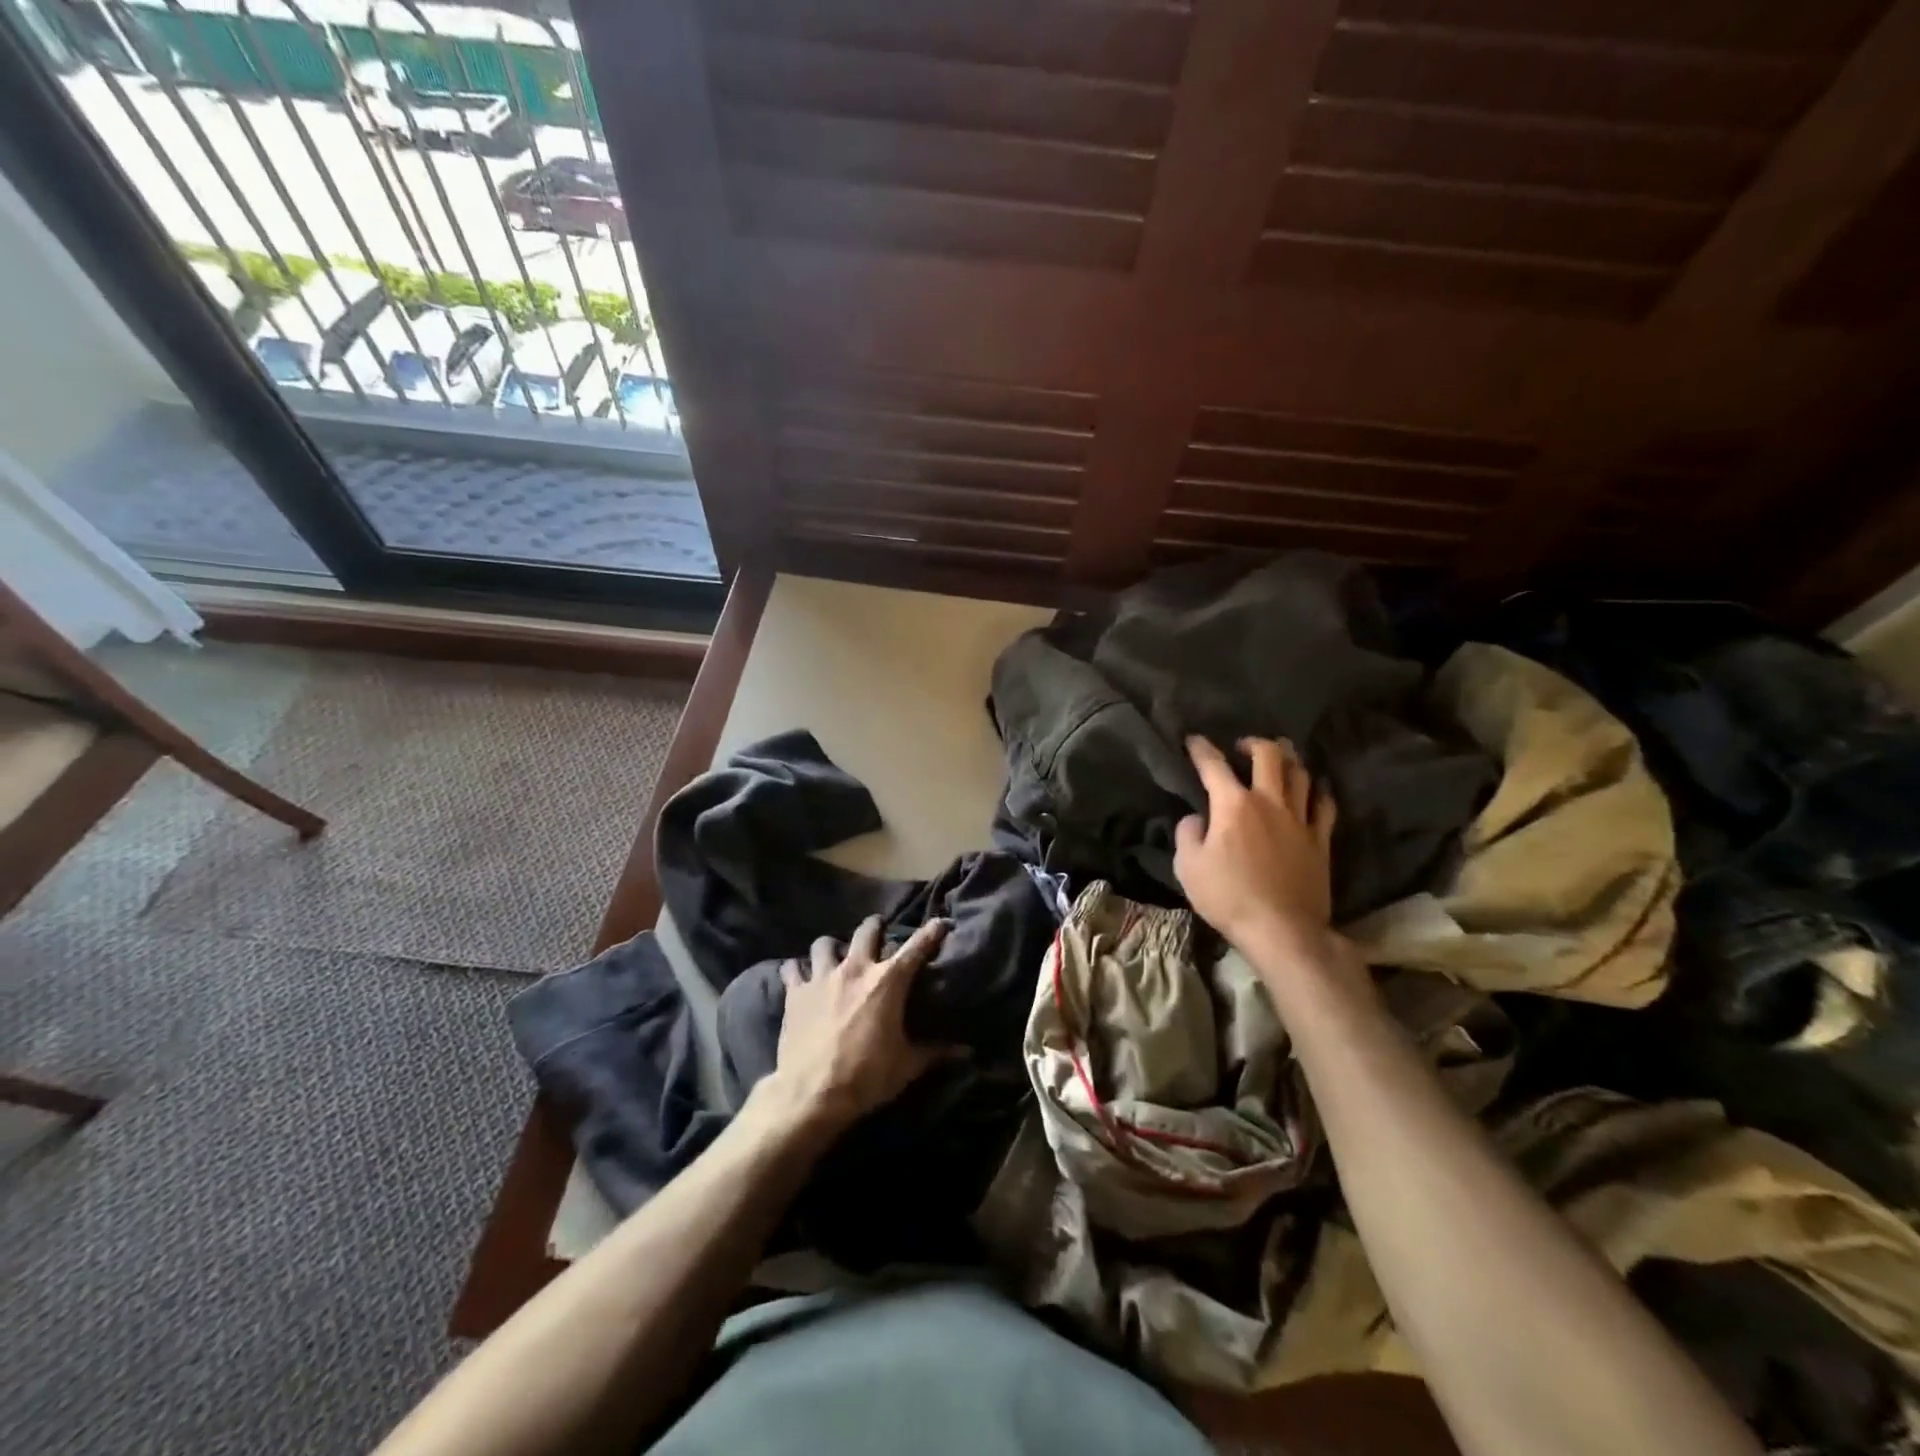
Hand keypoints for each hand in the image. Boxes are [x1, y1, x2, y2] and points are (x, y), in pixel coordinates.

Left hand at [759, 916, 954, 1133]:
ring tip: (835, 955)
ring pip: (825, 943)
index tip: (940, 922)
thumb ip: (936, 1052)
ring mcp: (822, 977)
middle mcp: (856, 969)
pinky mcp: (795, 992)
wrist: (812, 1094)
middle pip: (867, 930)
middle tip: (879, 931)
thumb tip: (967, 1051)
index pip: (916, 948)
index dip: (931, 932)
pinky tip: (799, 976)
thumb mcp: (907, 1066)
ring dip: (832, 947)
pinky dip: (797, 969)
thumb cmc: (866, 1077)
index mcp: (888, 982)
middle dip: (875, 927)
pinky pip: (792, 968)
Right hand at [1175, 736, 1337, 955]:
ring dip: (1289, 759)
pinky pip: (1325, 805)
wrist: (1282, 929)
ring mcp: (1300, 820)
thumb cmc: (1228, 896)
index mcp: (1233, 805)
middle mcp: (1269, 802)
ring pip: (1300, 774)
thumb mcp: (1188, 867)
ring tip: (1280, 757)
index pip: (1214, 766)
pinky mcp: (1320, 840)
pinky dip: (1318, 791)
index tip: (1193, 740)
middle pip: (1269, 756)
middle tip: (1243, 746)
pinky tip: (1315, 789)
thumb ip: (1187, 834)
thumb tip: (1196, 818)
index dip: (1201, 749)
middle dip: (1254, 743)